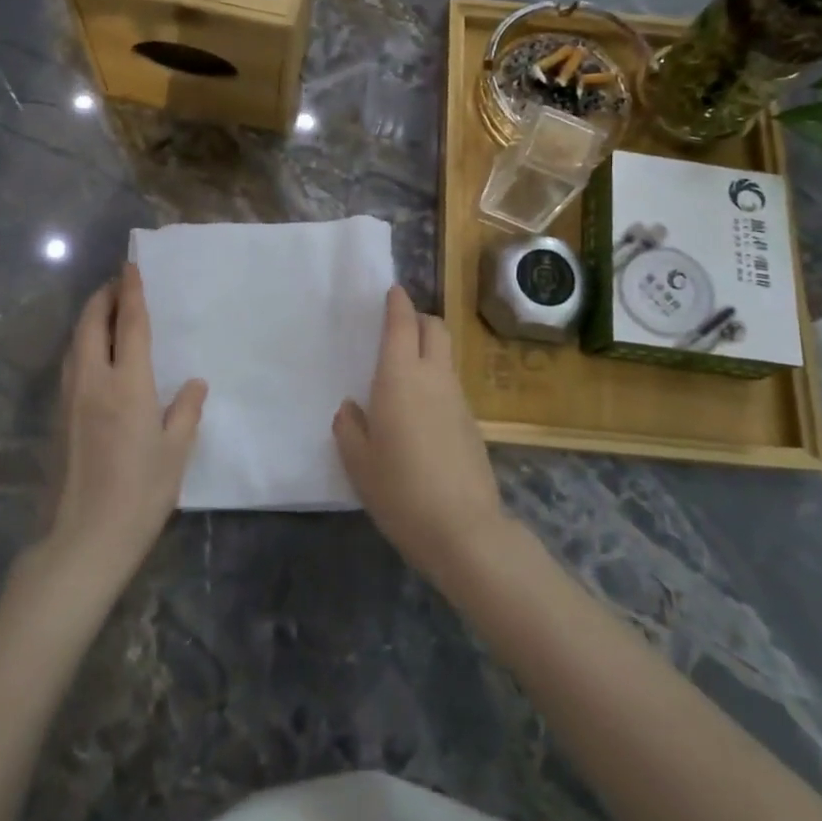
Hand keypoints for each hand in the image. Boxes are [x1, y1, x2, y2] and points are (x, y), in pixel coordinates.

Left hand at [47, 263, 206, 587]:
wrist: (83, 539)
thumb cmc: (139, 494)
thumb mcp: (175, 452)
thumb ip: (185, 410)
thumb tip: (194, 382)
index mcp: (127, 385)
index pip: (131, 325)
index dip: (132, 292)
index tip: (131, 267)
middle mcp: (93, 382)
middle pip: (93, 325)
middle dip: (104, 297)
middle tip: (118, 284)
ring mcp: (69, 399)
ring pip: (75, 344)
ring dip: (90, 319)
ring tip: (107, 311)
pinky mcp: (58, 418)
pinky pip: (70, 365)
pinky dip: (83, 345)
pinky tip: (94, 355)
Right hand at [333, 285, 507, 578]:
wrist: (463, 529)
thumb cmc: (400, 490)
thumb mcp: (358, 462)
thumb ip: (350, 428)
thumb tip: (352, 409)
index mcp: (399, 378)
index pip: (402, 325)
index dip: (397, 303)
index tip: (393, 291)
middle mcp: (433, 378)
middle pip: (435, 328)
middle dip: (419, 318)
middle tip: (399, 326)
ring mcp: (458, 399)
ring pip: (445, 356)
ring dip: (429, 349)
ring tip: (405, 370)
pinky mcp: (471, 422)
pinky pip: (451, 385)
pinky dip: (436, 379)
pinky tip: (421, 409)